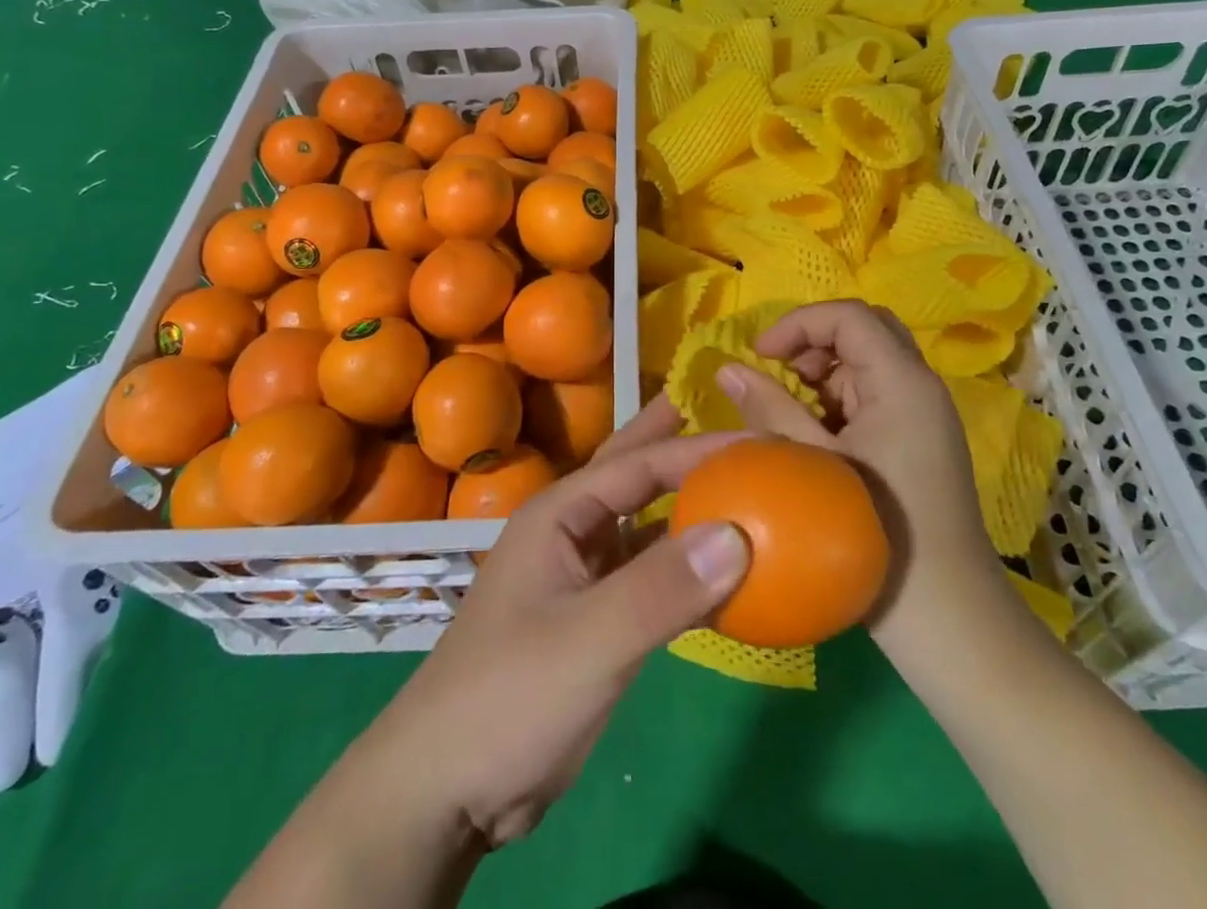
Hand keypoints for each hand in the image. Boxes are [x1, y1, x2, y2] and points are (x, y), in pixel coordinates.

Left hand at [364, 395, 748, 848]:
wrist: (447, 790)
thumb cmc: (509, 696)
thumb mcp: (589, 640)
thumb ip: (661, 587)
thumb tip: (738, 532)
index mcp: (561, 513)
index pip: (640, 463)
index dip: (698, 447)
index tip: (760, 440)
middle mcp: (572, 532)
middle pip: (634, 474)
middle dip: (677, 443)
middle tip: (730, 418)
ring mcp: (582, 577)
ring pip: (645, 526)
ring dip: (688, 507)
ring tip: (737, 485)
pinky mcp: (595, 621)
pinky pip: (650, 578)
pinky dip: (686, 569)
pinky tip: (722, 573)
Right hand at [718, 300, 1028, 670]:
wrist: (949, 620)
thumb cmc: (878, 534)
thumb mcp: (813, 465)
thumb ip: (769, 409)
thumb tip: (727, 369)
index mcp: (903, 383)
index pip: (850, 316)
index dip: (799, 323)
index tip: (761, 353)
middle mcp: (920, 387)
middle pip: (866, 329)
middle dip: (815, 340)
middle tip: (779, 370)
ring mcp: (924, 415)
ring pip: (869, 362)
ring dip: (825, 370)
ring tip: (789, 406)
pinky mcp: (919, 440)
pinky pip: (875, 395)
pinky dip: (839, 398)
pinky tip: (813, 434)